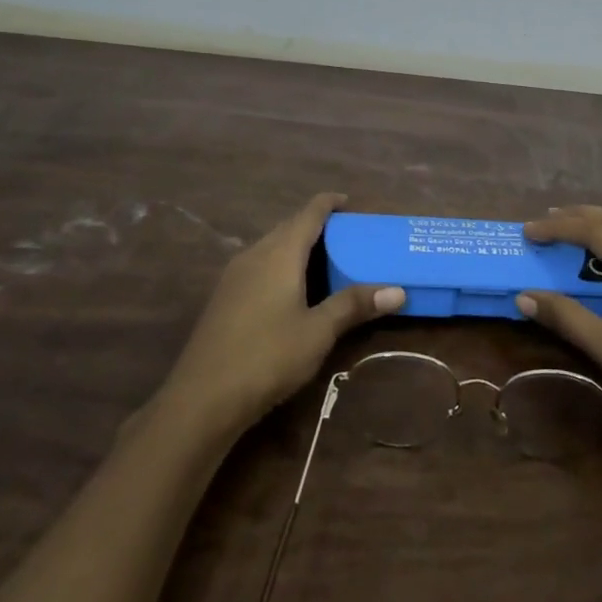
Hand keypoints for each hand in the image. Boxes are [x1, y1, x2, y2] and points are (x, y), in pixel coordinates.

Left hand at [162, 193, 405, 433]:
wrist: (202, 399)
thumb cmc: (268, 356)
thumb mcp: (319, 332)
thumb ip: (354, 305)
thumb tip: (398, 290)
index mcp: (279, 253)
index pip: (308, 213)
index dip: (329, 203)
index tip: (350, 202)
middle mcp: (254, 254)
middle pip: (289, 227)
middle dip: (317, 226)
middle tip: (348, 237)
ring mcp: (234, 276)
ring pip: (272, 247)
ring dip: (298, 247)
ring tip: (326, 261)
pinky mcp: (224, 298)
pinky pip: (260, 266)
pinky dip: (282, 266)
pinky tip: (294, 290)